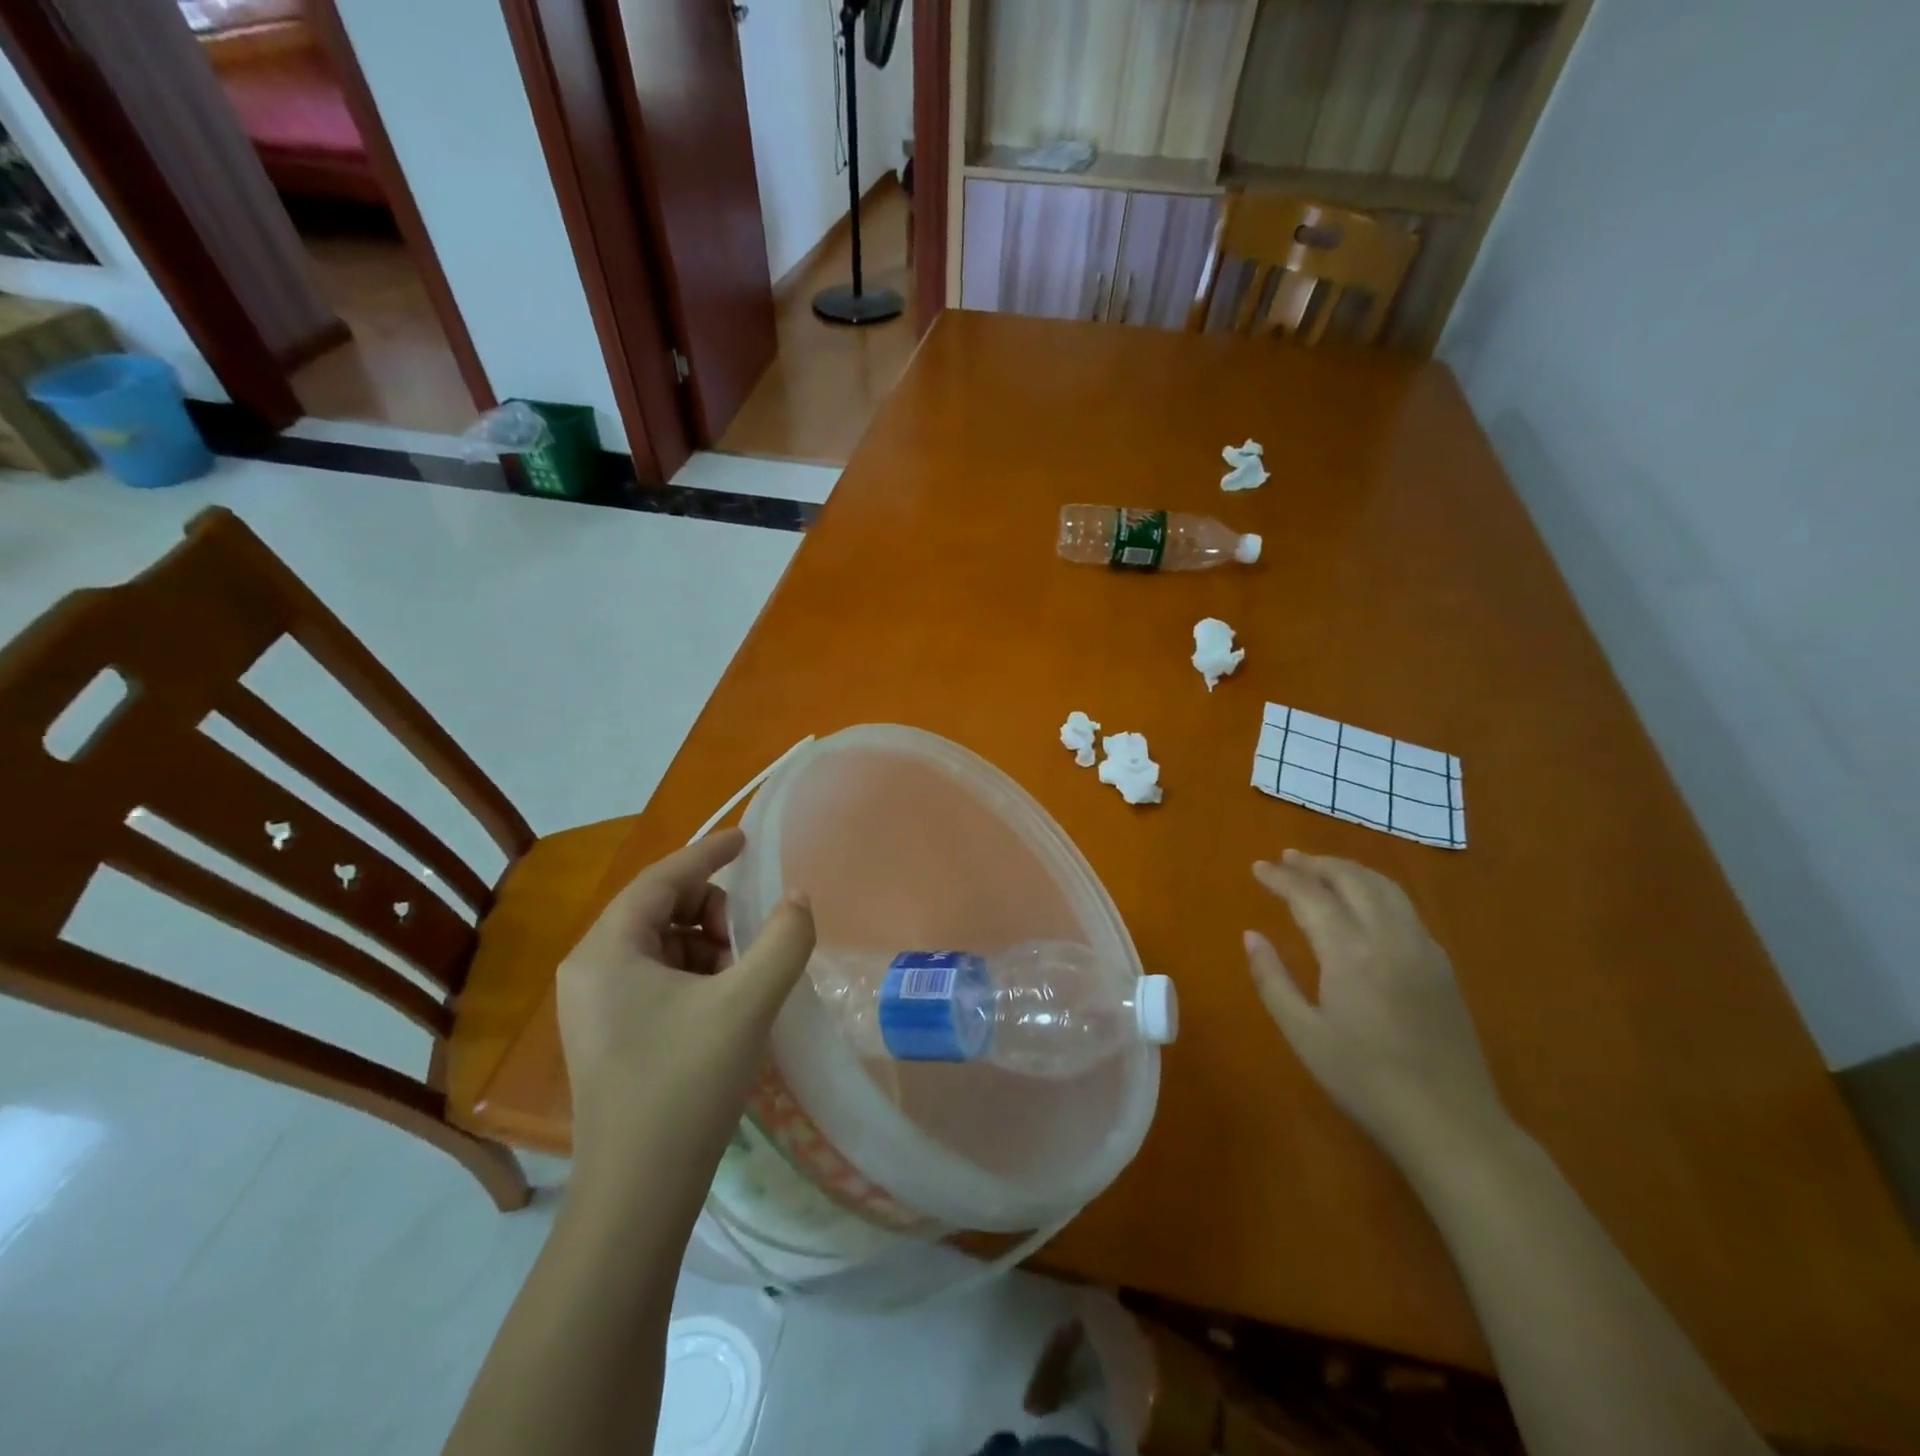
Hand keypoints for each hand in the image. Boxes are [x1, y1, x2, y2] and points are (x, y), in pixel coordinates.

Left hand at [556, 828, 814, 1192]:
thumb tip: (798, 898)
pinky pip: (656, 977)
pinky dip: (696, 974)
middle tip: (750, 941)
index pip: (661, 879)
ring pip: (662, 945)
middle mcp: (590, 969)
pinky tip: (725, 1004)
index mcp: (607, 951)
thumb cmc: (686, 1085)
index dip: (708, 854)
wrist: (638, 1194)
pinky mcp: (609, 1034)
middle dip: (712, 911)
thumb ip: (783, 939)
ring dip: (708, 945)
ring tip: (743, 979)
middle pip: (660, 909)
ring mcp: (595, 1005)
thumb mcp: (747, 1002)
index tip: (747, 839)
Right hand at [1244, 850, 1510, 1166]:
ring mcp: (1422, 948)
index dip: (1281, 878)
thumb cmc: (1365, 1080)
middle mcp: (1390, 937)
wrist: (1450, 1123)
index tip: (1258, 868)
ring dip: (1349, 870)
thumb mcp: (1304, 1034)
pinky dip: (1375, 889)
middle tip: (1286, 859)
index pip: (1310, 896)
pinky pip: (1405, 907)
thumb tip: (1251, 936)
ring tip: (1321, 869)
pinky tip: (1362, 902)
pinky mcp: (1441, 964)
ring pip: (1384, 887)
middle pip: (1352, 879)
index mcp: (1351, 953)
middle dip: (1316, 864)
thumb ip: (1272, 979)